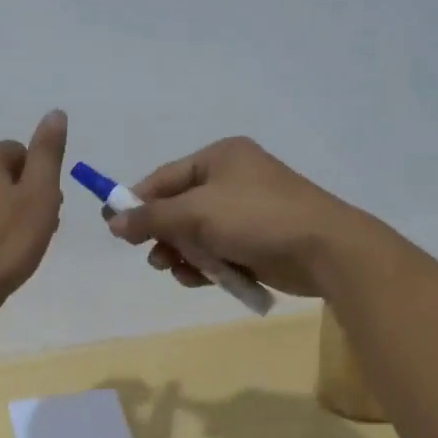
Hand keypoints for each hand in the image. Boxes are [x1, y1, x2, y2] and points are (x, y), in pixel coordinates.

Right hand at [106, 137, 370, 296]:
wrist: (324, 249)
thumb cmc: (256, 218)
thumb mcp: (196, 213)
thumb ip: (151, 217)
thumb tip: (112, 221)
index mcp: (220, 157)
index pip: (164, 177)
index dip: (136, 202)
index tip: (113, 227)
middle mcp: (233, 179)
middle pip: (179, 208)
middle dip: (164, 235)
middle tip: (154, 257)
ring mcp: (247, 211)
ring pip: (197, 234)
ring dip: (183, 254)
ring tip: (179, 270)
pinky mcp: (258, 240)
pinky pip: (219, 251)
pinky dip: (207, 265)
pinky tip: (200, 280)